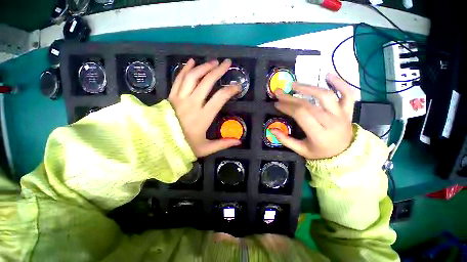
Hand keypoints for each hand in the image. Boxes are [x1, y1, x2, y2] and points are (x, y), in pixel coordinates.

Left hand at [169, 58, 241, 156]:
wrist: (159, 145)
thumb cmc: (184, 147)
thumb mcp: (206, 148)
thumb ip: (223, 143)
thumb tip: (239, 141)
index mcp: (203, 116)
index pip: (220, 97)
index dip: (231, 90)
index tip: (238, 87)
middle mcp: (192, 104)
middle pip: (207, 82)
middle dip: (219, 71)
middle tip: (227, 63)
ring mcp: (180, 98)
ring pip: (192, 77)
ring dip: (204, 67)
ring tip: (214, 62)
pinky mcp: (171, 97)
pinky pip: (178, 79)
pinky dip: (185, 69)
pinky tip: (191, 62)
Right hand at [271, 73, 354, 159]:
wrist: (345, 155)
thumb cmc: (320, 153)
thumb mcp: (301, 150)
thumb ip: (286, 140)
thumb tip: (271, 130)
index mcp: (319, 134)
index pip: (300, 114)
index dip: (287, 107)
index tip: (277, 104)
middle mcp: (331, 122)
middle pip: (309, 104)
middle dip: (291, 97)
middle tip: (279, 92)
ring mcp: (342, 115)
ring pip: (326, 95)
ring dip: (309, 88)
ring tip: (295, 84)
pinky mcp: (348, 111)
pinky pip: (348, 94)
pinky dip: (340, 83)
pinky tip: (328, 75)